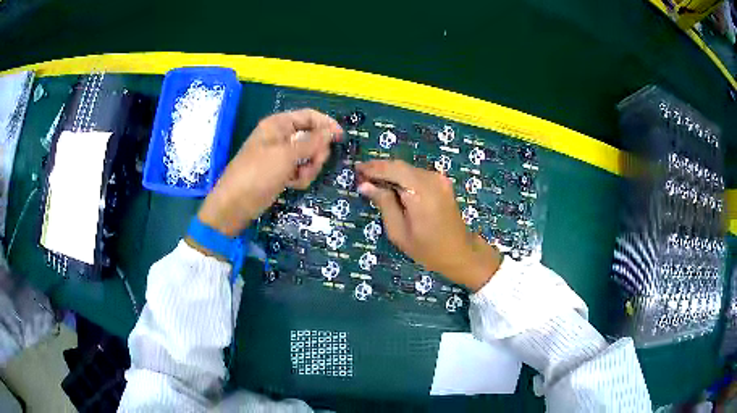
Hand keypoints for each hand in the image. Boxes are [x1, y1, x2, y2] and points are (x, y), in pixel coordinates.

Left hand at [197, 109, 342, 236]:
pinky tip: (292, 185)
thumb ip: (311, 142)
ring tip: (298, 179)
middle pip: (312, 137)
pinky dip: (301, 177)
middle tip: (314, 164)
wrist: (235, 204)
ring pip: (309, 156)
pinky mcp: (281, 171)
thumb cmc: (258, 174)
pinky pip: (301, 169)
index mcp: (278, 124)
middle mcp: (281, 136)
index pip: (309, 116)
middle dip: (316, 153)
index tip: (341, 138)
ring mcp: (281, 155)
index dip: (326, 124)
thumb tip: (332, 131)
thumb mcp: (286, 155)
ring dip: (309, 168)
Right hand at [356, 160, 500, 291]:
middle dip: (380, 169)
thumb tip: (365, 185)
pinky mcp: (442, 183)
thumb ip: (383, 204)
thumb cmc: (427, 249)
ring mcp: (439, 179)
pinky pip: (417, 175)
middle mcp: (432, 179)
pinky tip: (391, 186)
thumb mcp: (399, 231)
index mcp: (421, 191)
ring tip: (372, 181)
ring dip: (390, 173)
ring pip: (408, 169)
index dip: (373, 168)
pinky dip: (402, 177)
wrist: (460, 252)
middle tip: (361, 175)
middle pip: (400, 166)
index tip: (356, 169)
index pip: (392, 169)